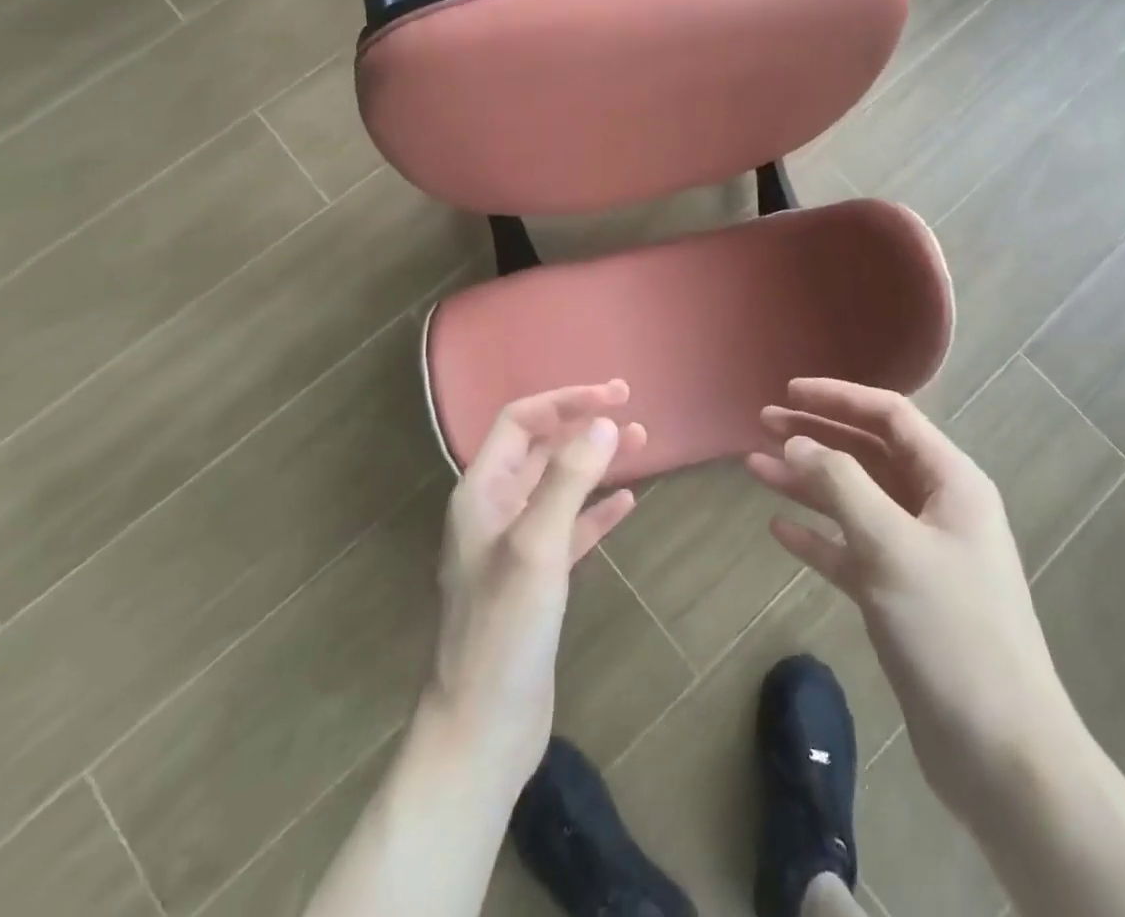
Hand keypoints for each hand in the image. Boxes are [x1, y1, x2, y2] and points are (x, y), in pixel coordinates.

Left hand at [424, 382, 646, 785]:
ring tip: (642, 444)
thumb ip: (569, 479)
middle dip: (584, 425)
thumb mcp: (536, 545)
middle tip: (632, 410)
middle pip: (542, 449)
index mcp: (482, 491)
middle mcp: (494, 509)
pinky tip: (627, 502)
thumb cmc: (503, 629)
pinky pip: (570, 528)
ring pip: (560, 486)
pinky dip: (597, 510)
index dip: (566, 401)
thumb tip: (604, 422)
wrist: (482, 728)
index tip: (614, 395)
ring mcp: (514, 546)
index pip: (522, 421)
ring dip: (596, 462)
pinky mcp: (536, 580)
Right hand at [747, 379, 1077, 815]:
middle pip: (868, 454)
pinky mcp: (901, 597)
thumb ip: (841, 485)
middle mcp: (936, 509)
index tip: (790, 391)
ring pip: (855, 500)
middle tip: (763, 423)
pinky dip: (818, 535)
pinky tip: (780, 528)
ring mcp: (919, 554)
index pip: (891, 417)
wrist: (1002, 756)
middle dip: (816, 436)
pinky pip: (851, 549)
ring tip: (754, 467)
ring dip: (807, 482)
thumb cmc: (951, 632)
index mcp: (951, 483)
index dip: (839, 398)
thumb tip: (797, 441)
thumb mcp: (891, 546)